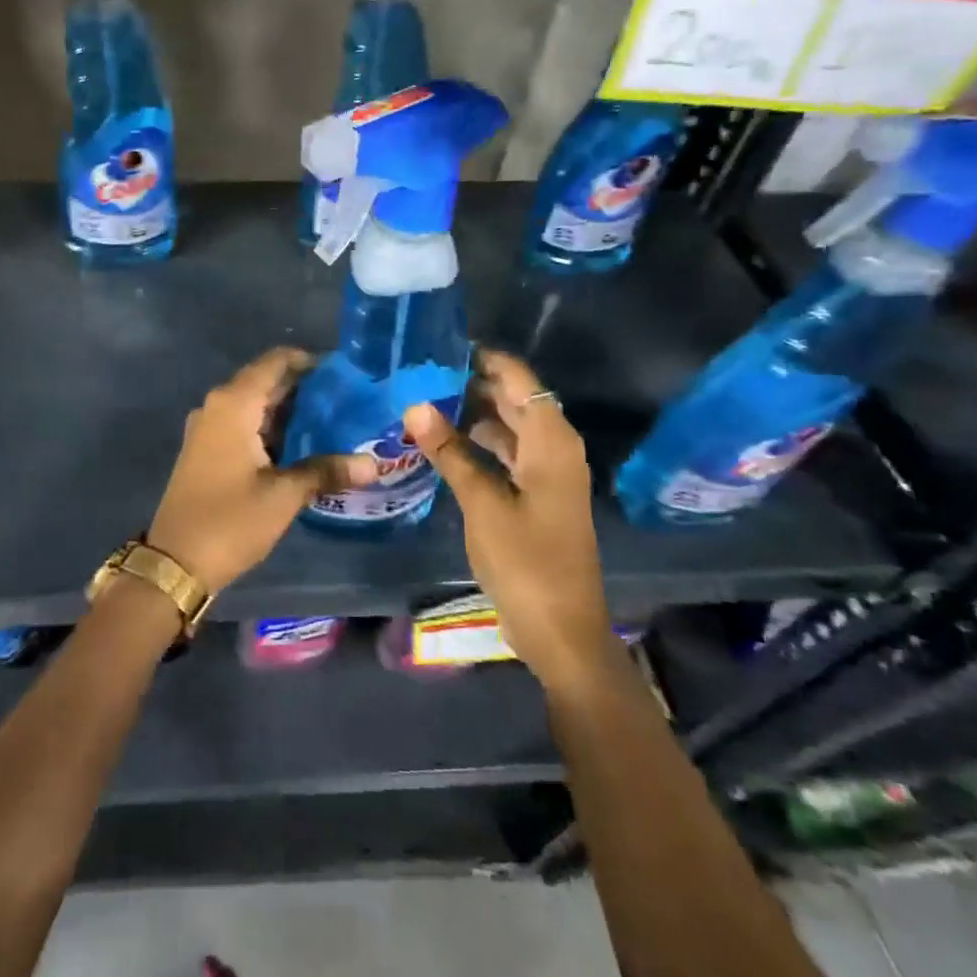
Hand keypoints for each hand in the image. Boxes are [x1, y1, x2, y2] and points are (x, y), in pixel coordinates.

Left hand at [147, 347, 376, 594]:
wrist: (175, 563)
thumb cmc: (230, 521)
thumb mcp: (283, 495)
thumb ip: (326, 471)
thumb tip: (372, 464)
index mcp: (233, 405)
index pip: (274, 362)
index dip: (309, 361)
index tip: (344, 371)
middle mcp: (217, 406)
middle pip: (265, 381)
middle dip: (303, 387)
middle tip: (347, 399)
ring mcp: (208, 428)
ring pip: (254, 405)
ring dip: (288, 410)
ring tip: (333, 420)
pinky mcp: (206, 450)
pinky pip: (243, 424)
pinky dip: (270, 428)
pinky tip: (301, 444)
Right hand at [403, 349, 611, 685]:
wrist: (562, 631)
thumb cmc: (526, 563)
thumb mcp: (482, 504)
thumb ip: (449, 452)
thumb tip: (415, 405)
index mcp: (551, 442)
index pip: (519, 379)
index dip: (484, 358)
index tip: (440, 345)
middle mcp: (554, 448)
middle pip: (514, 399)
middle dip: (472, 383)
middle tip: (421, 371)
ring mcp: (546, 473)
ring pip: (508, 426)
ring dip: (472, 413)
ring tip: (424, 399)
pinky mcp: (536, 494)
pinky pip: (506, 452)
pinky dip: (478, 443)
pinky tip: (442, 442)